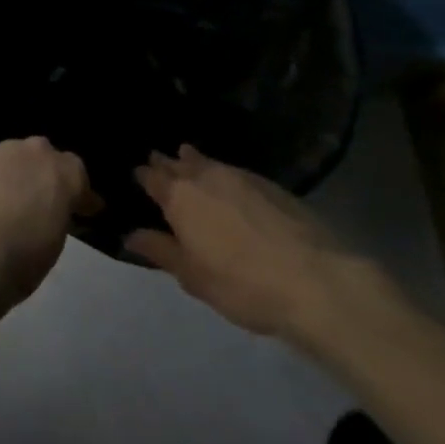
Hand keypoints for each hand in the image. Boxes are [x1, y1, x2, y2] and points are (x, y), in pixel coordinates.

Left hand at [0, 137, 97, 313]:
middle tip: (45, 200)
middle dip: (47, 174)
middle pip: (46, 156)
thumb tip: (55, 210)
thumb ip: (59, 213)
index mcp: (63, 172)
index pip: (78, 175)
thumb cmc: (23, 257)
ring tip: (15, 198)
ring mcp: (1, 152)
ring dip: (20, 173)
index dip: (80, 194)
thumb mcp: (56, 240)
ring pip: (17, 157)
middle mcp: (34, 152)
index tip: (81, 211)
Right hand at [125, 145, 355, 338]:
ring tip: (188, 160)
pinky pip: (234, 170)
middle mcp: (204, 175)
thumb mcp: (192, 276)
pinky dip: (223, 173)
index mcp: (178, 196)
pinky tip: (228, 185)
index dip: (143, 176)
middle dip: (166, 163)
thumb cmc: (241, 283)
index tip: (138, 176)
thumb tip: (130, 235)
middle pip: (177, 162)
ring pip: (207, 161)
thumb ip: (160, 251)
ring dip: (194, 161)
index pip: (152, 177)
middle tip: (159, 164)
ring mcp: (238, 175)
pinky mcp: (269, 183)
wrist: (314, 280)